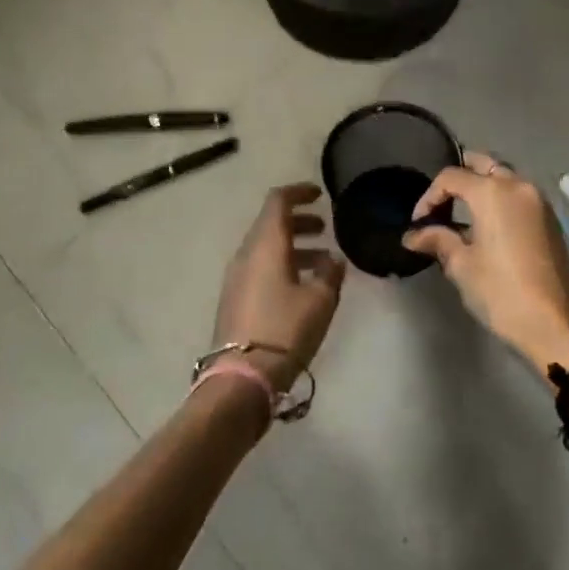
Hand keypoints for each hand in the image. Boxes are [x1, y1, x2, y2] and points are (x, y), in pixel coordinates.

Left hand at [214, 183, 346, 390]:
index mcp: (265, 245)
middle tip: (325, 229)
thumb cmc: (285, 329)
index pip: (278, 201)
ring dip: (294, 248)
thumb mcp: (320, 300)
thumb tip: (333, 261)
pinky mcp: (235, 300)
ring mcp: (236, 278)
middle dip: (299, 222)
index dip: (299, 192)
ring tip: (323, 263)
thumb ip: (330, 274)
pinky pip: (260, 269)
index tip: (320, 194)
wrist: (242, 376)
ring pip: (266, 249)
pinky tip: (304, 287)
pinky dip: (283, 266)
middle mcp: (246, 254)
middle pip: (271, 224)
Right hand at [402, 152, 568, 370]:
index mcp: (493, 192)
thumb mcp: (462, 266)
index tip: (419, 224)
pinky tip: (487, 226)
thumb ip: (438, 240)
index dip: (429, 197)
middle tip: (440, 204)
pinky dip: (501, 199)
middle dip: (459, 178)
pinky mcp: (550, 219)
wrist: (556, 325)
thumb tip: (413, 235)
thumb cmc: (502, 293)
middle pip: (483, 165)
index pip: (451, 177)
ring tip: (461, 215)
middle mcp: (518, 186)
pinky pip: (519, 195)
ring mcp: (539, 201)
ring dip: (482, 187)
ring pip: (504, 177)